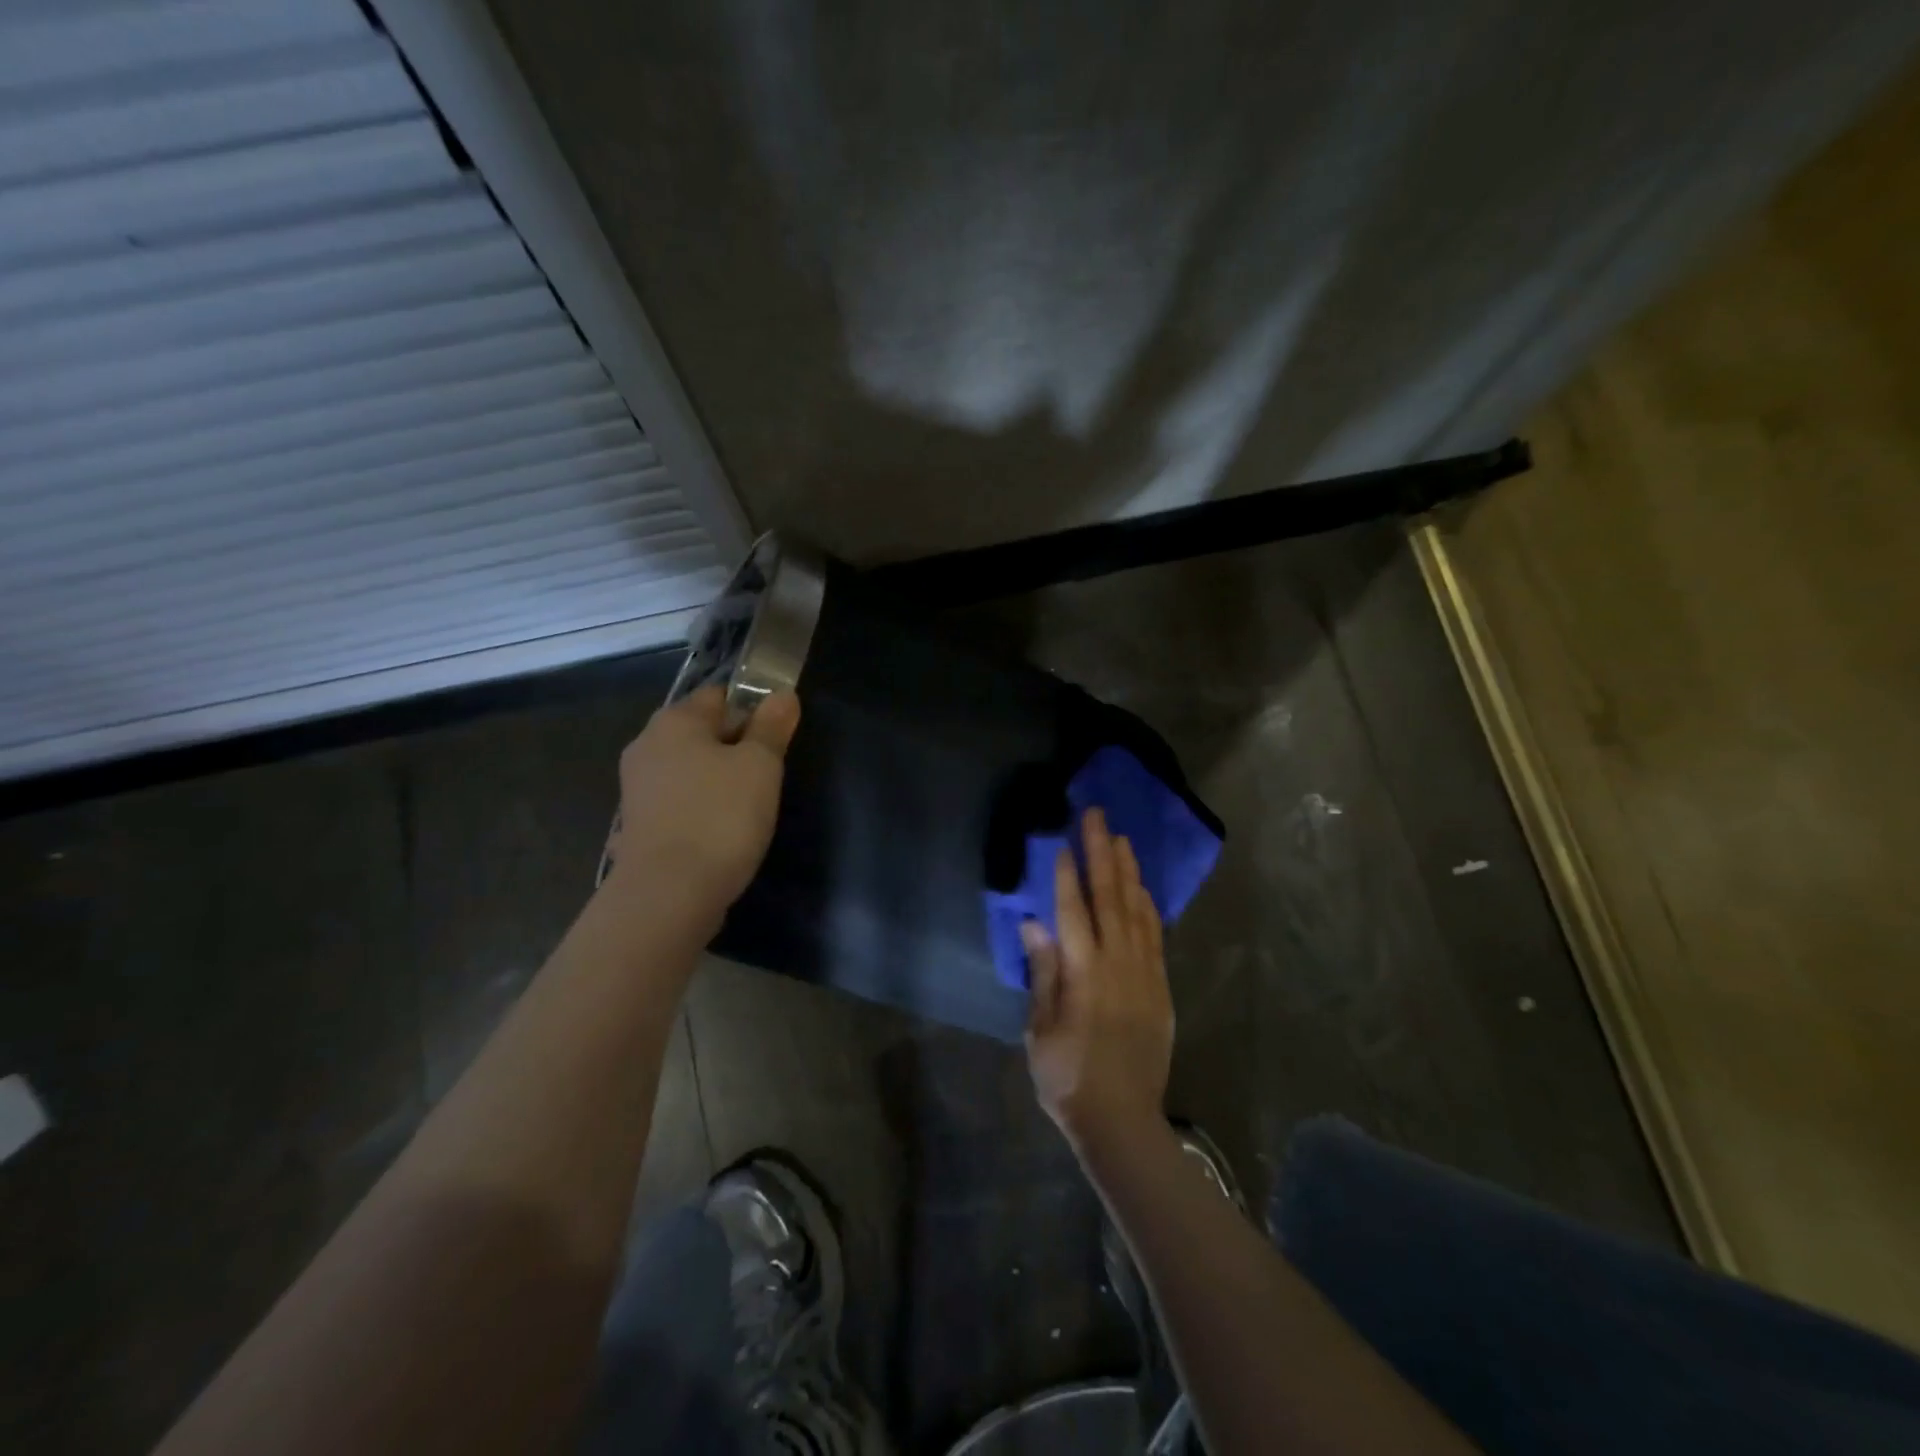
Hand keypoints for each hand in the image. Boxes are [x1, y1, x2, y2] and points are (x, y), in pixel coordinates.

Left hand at [604, 686, 800, 920]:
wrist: (668, 895)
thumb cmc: (720, 816)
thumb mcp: (761, 765)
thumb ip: (771, 726)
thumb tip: (782, 694)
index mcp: (674, 721)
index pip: (720, 695)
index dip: (753, 708)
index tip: (779, 736)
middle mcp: (647, 745)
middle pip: (702, 732)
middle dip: (736, 746)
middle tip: (769, 772)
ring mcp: (637, 788)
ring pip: (691, 769)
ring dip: (718, 780)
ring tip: (750, 806)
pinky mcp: (638, 825)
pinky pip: (679, 803)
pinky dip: (701, 809)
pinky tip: (721, 831)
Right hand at [1023, 808, 1173, 1149]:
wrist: (1122, 1120)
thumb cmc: (1067, 1078)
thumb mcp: (1040, 1030)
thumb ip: (1044, 973)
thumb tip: (1035, 924)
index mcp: (1083, 974)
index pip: (1073, 911)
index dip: (1066, 874)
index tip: (1063, 841)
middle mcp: (1117, 964)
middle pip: (1108, 897)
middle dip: (1101, 853)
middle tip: (1096, 817)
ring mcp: (1144, 973)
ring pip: (1136, 910)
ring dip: (1127, 871)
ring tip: (1121, 838)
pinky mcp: (1160, 987)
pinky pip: (1154, 935)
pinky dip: (1147, 905)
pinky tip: (1141, 887)